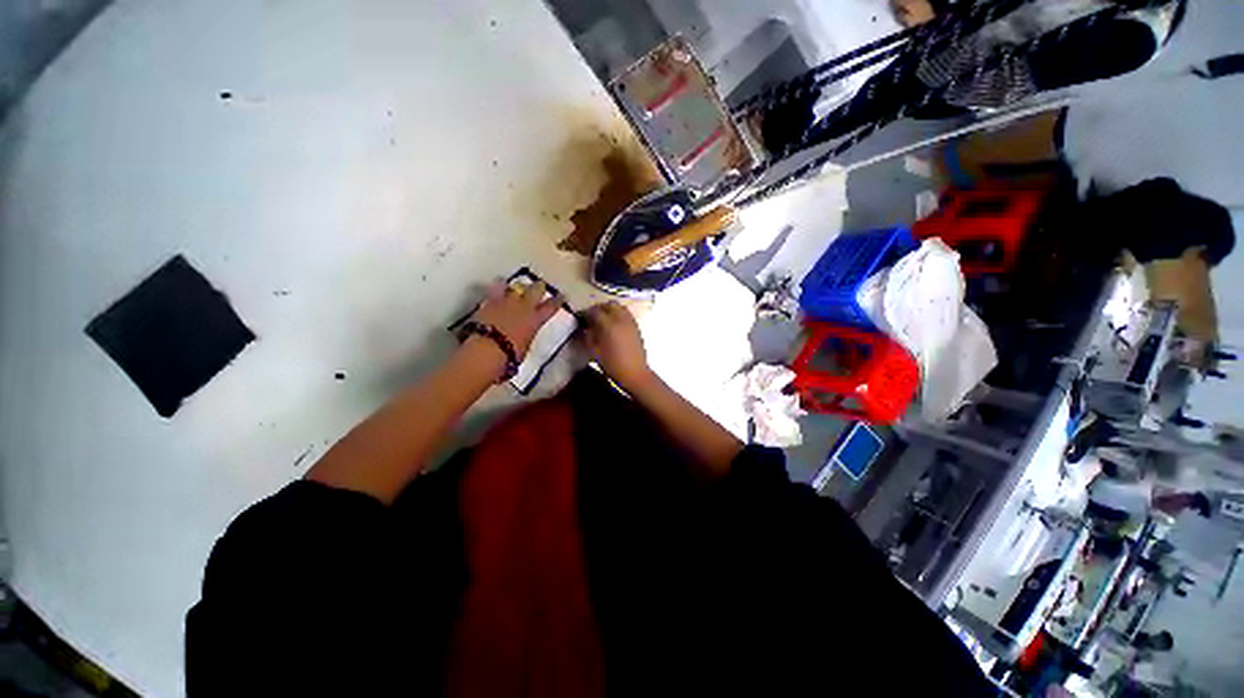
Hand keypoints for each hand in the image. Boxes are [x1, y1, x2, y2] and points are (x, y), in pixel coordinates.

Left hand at [472, 279, 562, 358]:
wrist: (486, 348)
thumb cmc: (510, 355)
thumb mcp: (525, 346)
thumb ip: (527, 335)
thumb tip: (525, 334)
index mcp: (536, 319)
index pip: (551, 307)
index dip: (558, 301)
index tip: (562, 296)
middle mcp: (523, 306)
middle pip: (535, 289)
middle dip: (539, 287)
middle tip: (540, 286)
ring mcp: (506, 301)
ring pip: (515, 286)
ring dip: (518, 287)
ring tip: (517, 287)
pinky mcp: (489, 302)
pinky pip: (496, 289)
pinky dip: (498, 288)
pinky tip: (498, 286)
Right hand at [583, 302, 652, 390]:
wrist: (635, 373)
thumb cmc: (613, 365)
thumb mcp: (595, 352)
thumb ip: (587, 337)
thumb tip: (584, 328)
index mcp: (609, 325)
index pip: (594, 311)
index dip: (585, 313)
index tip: (580, 318)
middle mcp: (621, 319)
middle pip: (608, 305)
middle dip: (598, 308)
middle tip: (591, 317)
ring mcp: (630, 322)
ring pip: (619, 307)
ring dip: (609, 309)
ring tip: (603, 320)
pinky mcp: (637, 326)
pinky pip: (626, 313)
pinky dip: (618, 314)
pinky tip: (614, 324)